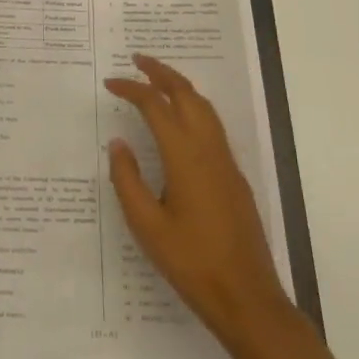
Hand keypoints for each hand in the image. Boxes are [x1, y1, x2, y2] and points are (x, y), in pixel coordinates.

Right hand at [106, 55, 294, 346]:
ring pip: (204, 106)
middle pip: (186, 94)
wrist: (247, 297)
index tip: (110, 82)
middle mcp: (208, 148)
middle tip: (137, 60)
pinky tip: (182, 119)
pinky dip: (193, 105)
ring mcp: (226, 161)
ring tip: (157, 79)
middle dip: (161, 72)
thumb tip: (118, 143)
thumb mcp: (147, 226)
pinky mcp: (234, 176)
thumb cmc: (192, 263)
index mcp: (184, 155)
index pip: (156, 105)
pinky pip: (212, 124)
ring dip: (180, 86)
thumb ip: (128, 180)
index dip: (132, 88)